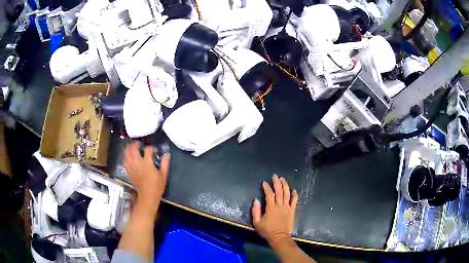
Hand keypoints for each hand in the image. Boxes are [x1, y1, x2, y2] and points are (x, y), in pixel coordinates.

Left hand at [124, 142, 169, 208]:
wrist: (148, 196)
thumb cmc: (157, 186)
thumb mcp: (164, 175)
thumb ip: (165, 163)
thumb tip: (167, 154)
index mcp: (147, 163)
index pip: (148, 150)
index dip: (151, 148)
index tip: (154, 150)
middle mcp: (138, 163)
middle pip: (133, 149)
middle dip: (135, 144)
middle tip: (138, 143)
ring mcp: (132, 167)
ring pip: (127, 154)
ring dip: (129, 148)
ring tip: (132, 147)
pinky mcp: (129, 171)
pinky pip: (125, 161)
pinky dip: (125, 156)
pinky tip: (128, 156)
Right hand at [252, 175, 298, 245]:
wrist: (279, 237)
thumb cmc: (267, 231)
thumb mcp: (257, 222)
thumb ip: (255, 211)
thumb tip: (256, 200)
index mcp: (271, 207)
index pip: (269, 194)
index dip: (266, 187)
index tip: (264, 182)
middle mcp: (280, 205)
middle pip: (279, 191)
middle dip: (277, 182)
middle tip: (274, 176)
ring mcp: (287, 207)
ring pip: (287, 193)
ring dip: (285, 185)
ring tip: (282, 179)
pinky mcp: (292, 210)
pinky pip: (294, 201)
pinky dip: (295, 194)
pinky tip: (294, 190)